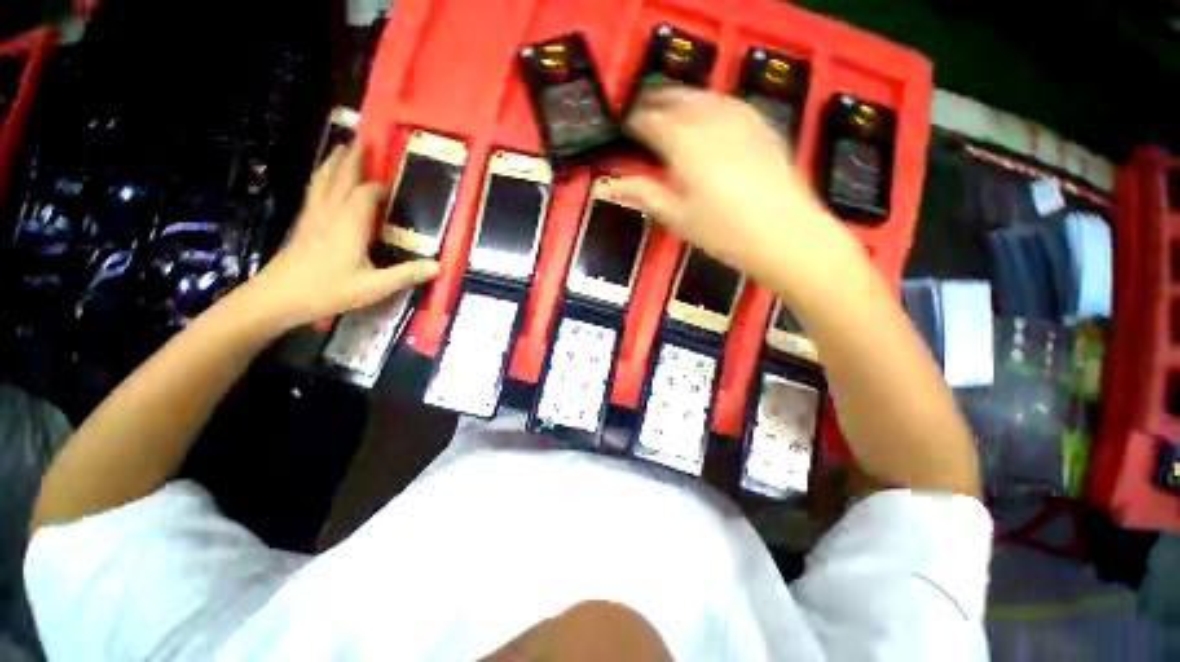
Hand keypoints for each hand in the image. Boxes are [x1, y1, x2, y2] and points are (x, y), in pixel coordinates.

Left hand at [244, 143, 439, 330]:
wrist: (277, 298)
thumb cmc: (327, 291)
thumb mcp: (373, 287)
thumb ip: (406, 275)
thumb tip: (438, 266)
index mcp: (349, 225)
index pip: (366, 194)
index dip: (379, 188)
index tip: (392, 186)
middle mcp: (330, 213)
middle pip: (340, 178)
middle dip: (352, 159)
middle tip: (362, 140)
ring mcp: (312, 217)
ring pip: (323, 180)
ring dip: (334, 163)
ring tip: (341, 148)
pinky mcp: (302, 224)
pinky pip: (314, 191)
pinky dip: (322, 178)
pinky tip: (323, 180)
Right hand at [614, 87, 854, 289]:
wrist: (783, 232)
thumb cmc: (722, 230)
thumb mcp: (677, 217)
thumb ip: (643, 194)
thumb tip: (609, 186)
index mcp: (682, 142)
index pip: (648, 121)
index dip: (632, 122)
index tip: (623, 128)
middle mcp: (709, 119)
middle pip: (675, 99)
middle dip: (655, 103)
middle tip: (641, 113)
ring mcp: (739, 117)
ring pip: (702, 96)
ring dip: (681, 98)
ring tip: (670, 108)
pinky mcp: (761, 124)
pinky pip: (728, 102)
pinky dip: (710, 103)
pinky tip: (709, 113)